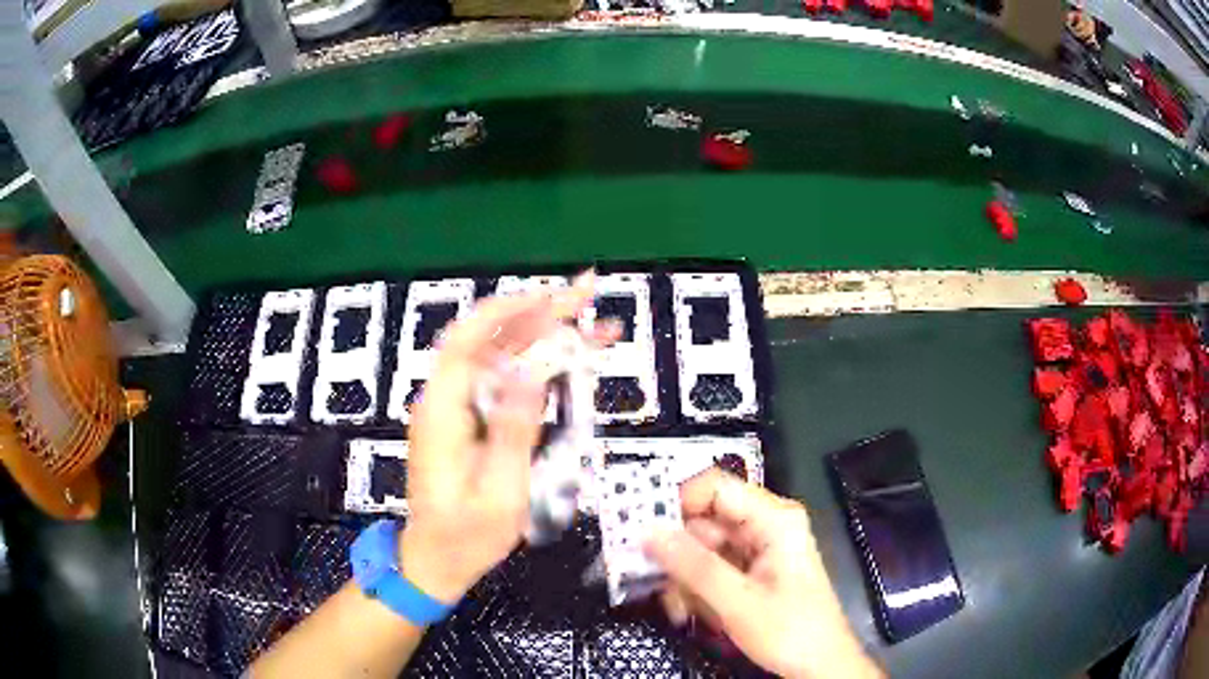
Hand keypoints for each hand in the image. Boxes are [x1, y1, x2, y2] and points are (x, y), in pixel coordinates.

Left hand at [400, 273, 615, 604]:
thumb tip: (530, 372)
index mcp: (442, 411)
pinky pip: (506, 382)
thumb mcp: (498, 493)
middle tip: (589, 292)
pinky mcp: (472, 420)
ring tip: (595, 324)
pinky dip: (540, 366)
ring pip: (502, 357)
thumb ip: (513, 432)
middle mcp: (446, 399)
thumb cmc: (465, 535)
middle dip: (540, 313)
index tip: (551, 295)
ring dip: (546, 335)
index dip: (509, 311)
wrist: (437, 559)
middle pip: (491, 340)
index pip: (468, 340)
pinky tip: (571, 359)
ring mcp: (459, 408)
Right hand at [646, 469, 881, 678]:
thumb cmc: (790, 631)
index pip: (714, 488)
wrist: (820, 666)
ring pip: (701, 550)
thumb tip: (647, 532)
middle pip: (703, 523)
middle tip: (651, 582)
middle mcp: (764, 527)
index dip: (675, 502)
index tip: (639, 529)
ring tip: (679, 610)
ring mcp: (757, 551)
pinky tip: (691, 614)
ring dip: (683, 580)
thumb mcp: (737, 601)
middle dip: (676, 556)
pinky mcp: (750, 573)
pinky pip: (710, 570)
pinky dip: (695, 590)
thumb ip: (692, 566)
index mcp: (773, 519)